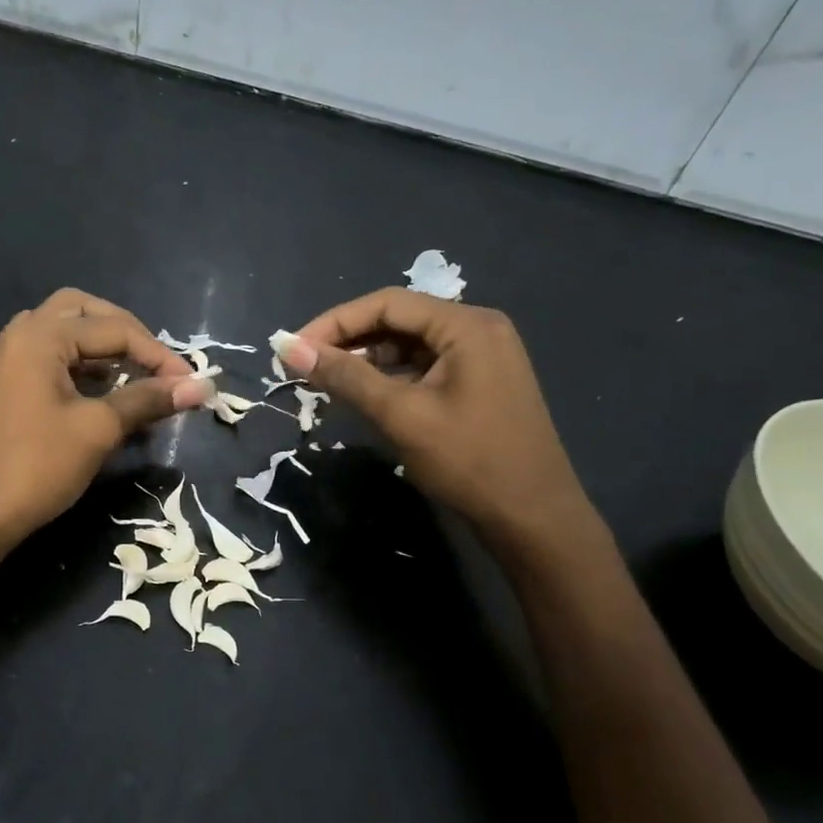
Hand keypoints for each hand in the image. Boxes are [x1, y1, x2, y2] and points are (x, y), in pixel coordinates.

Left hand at [0, 289, 212, 548]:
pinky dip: (79, 366)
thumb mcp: (98, 429)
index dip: (158, 354)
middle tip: (154, 362)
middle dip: (124, 332)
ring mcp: (6, 361)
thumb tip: (202, 386)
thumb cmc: (37, 466)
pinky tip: (101, 392)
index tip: (190, 383)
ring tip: (132, 376)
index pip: (113, 329)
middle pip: (81, 311)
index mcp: (40, 336)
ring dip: (100, 347)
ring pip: (62, 333)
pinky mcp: (4, 387)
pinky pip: (48, 358)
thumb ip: (148, 400)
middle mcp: (19, 336)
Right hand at [279, 289, 593, 553]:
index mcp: (466, 325)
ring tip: (327, 380)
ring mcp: (482, 356)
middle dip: (349, 339)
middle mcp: (477, 328)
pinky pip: (425, 366)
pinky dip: (391, 376)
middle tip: (305, 365)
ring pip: (410, 344)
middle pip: (399, 319)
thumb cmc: (469, 462)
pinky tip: (364, 394)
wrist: (534, 519)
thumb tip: (289, 348)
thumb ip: (345, 376)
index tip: (293, 347)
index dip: (334, 322)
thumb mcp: (401, 416)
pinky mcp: (479, 382)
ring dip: (367, 359)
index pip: (387, 303)